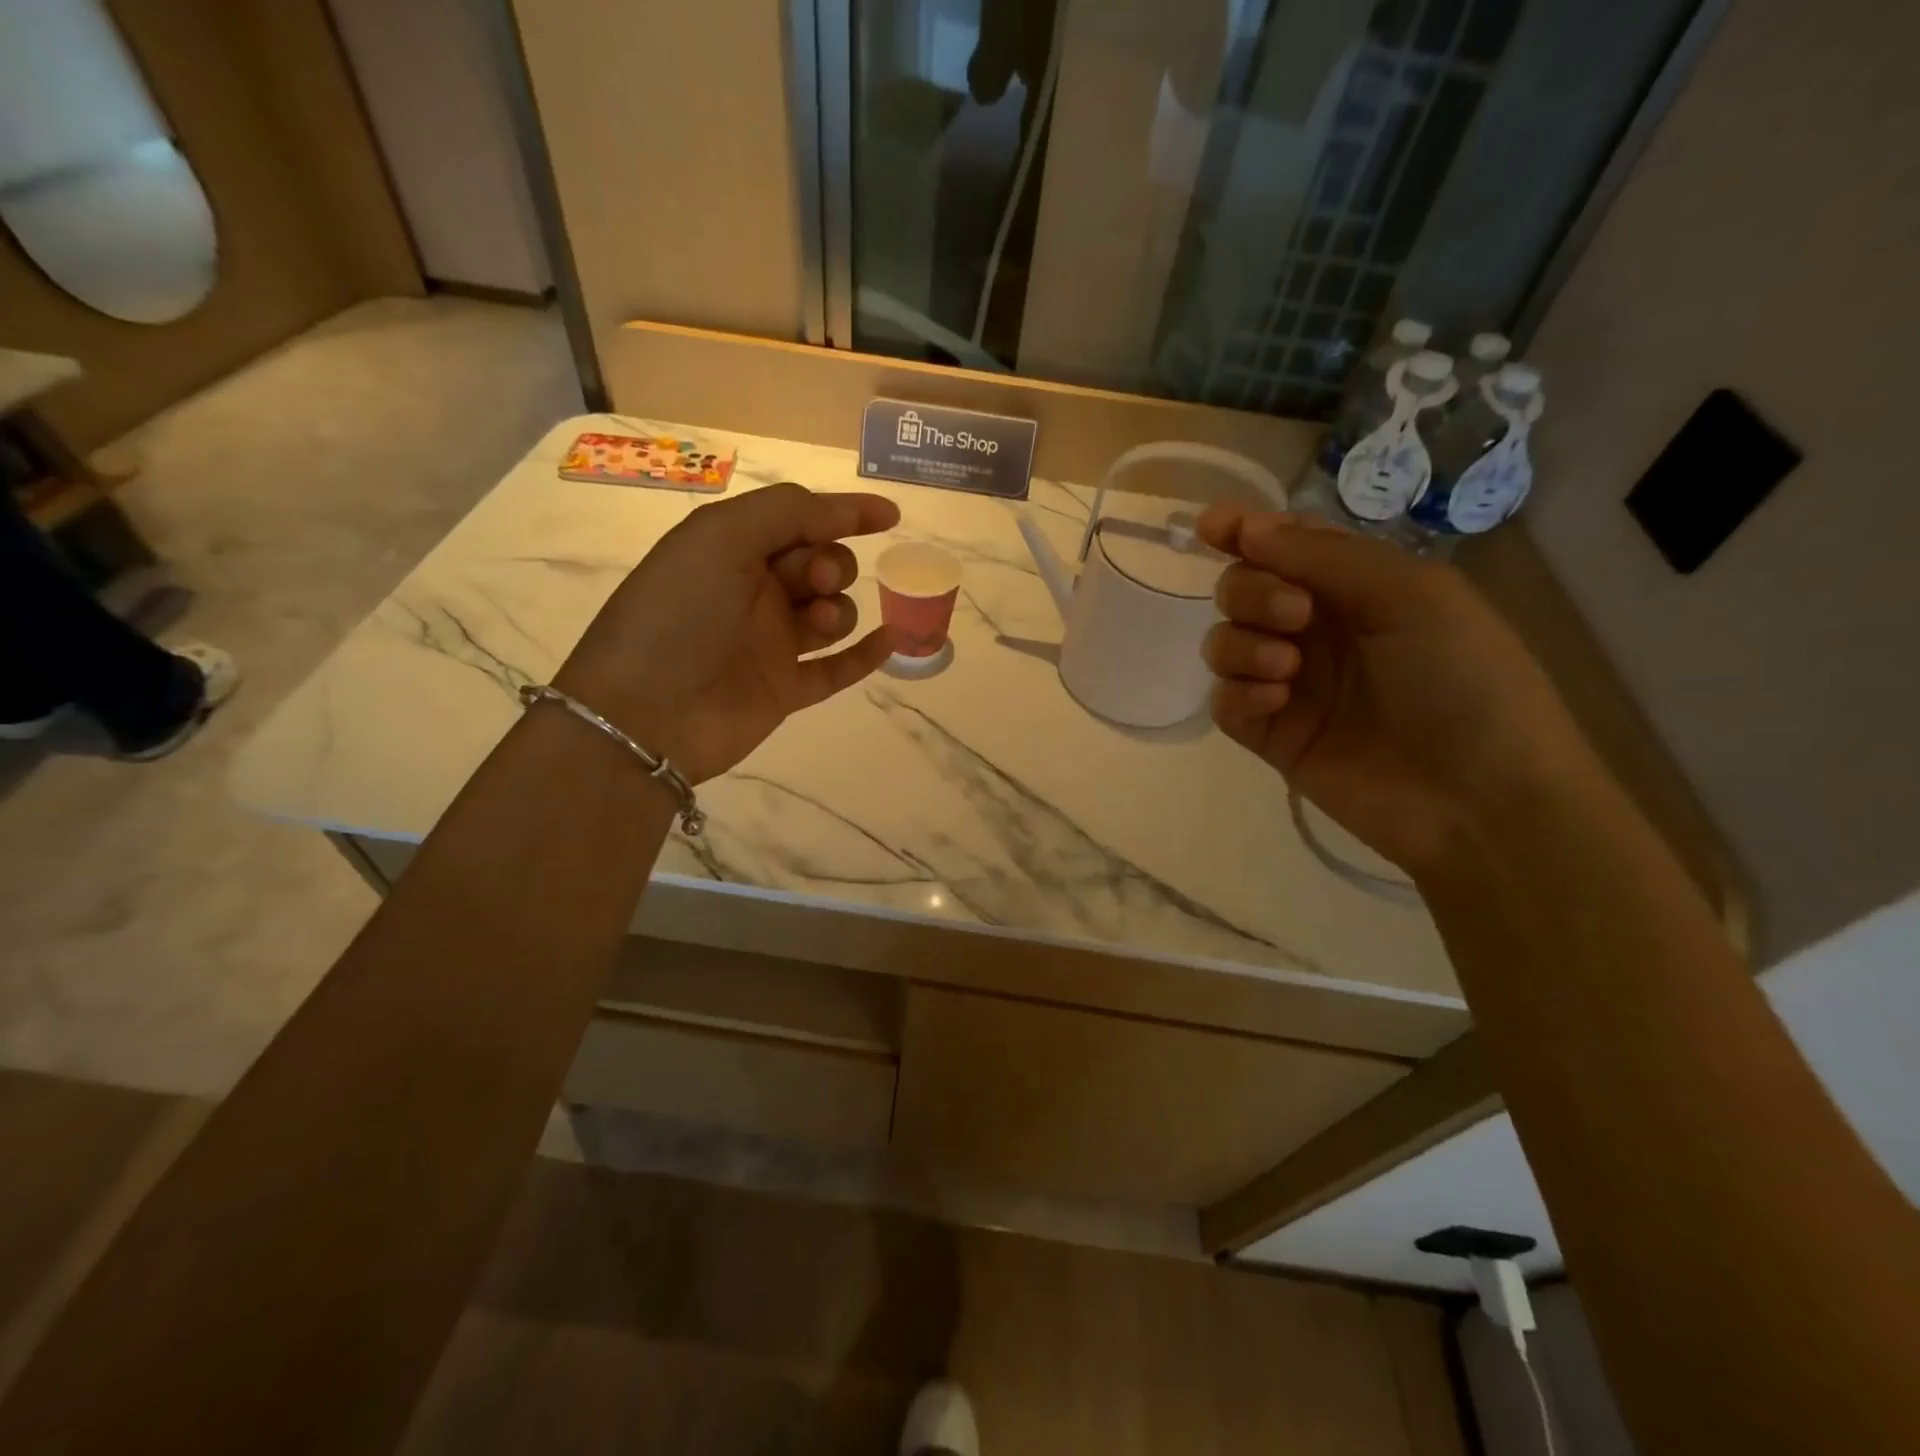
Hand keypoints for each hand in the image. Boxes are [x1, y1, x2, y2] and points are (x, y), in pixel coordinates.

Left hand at [553, 483, 899, 783]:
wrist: (646, 713)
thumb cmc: (680, 613)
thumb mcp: (721, 538)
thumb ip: (787, 512)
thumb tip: (849, 510)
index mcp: (733, 549)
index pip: (799, 519)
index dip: (844, 513)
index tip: (889, 517)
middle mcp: (754, 592)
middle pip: (822, 565)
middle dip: (832, 565)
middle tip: (816, 582)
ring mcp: (771, 643)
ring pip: (833, 614)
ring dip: (841, 609)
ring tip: (819, 622)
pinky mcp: (785, 688)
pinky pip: (837, 668)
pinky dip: (866, 654)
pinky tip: (890, 640)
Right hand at [1198, 506, 1597, 876]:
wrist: (1478, 797)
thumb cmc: (1464, 680)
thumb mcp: (1410, 594)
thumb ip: (1323, 556)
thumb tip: (1247, 529)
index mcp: (1356, 589)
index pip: (1286, 547)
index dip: (1245, 531)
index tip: (1210, 527)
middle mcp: (1316, 631)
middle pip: (1243, 590)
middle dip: (1251, 591)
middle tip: (1294, 615)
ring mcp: (1290, 685)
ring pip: (1224, 643)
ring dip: (1242, 644)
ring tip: (1286, 668)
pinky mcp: (1271, 736)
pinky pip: (1224, 701)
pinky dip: (1238, 693)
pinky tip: (1274, 703)